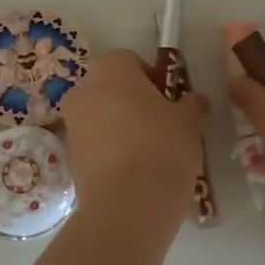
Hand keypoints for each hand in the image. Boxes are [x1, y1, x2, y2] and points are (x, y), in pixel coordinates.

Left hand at [61, 50, 208, 226]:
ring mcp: (72, 126)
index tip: (170, 100)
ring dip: (121, 128)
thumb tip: (195, 101)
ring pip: (100, 118)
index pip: (130, 60)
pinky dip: (111, 153)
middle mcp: (83, 91)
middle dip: (132, 102)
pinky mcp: (70, 160)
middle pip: (111, 89)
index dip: (152, 77)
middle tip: (162, 124)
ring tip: (151, 153)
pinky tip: (135, 173)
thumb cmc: (162, 146)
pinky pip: (95, 146)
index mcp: (110, 69)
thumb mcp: (189, 121)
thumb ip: (192, 104)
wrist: (128, 204)